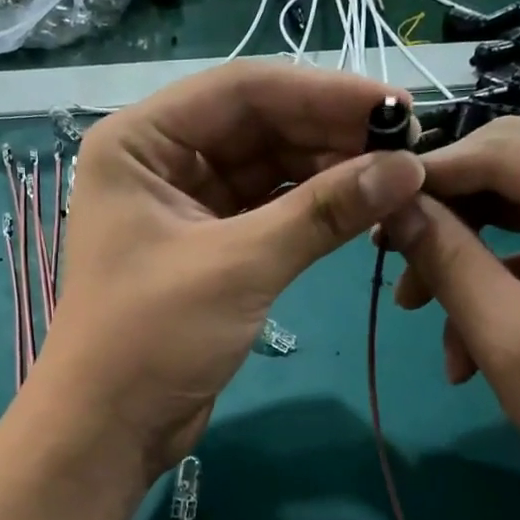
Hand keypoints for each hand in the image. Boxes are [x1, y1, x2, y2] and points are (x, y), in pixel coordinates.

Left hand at [35, 64, 424, 479]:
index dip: (323, 92)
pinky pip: (267, 210)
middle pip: (257, 126)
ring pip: (267, 169)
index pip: (242, 90)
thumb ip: (323, 212)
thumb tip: (409, 167)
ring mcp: (184, 205)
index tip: (397, 106)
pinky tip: (361, 206)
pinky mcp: (208, 247)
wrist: (110, 429)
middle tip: (409, 145)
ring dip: (327, 171)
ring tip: (396, 175)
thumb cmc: (152, 338)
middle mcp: (160, 160)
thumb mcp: (239, 266)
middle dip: (330, 133)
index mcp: (141, 141)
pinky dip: (311, 209)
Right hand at [380, 120, 519, 519]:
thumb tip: (391, 205)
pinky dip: (496, 277)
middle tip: (388, 252)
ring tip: (417, 308)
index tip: (370, 206)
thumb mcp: (512, 342)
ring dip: (465, 249)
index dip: (433, 174)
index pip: (510, 151)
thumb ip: (448, 262)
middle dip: (448, 211)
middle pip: (516, 162)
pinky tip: (464, 339)